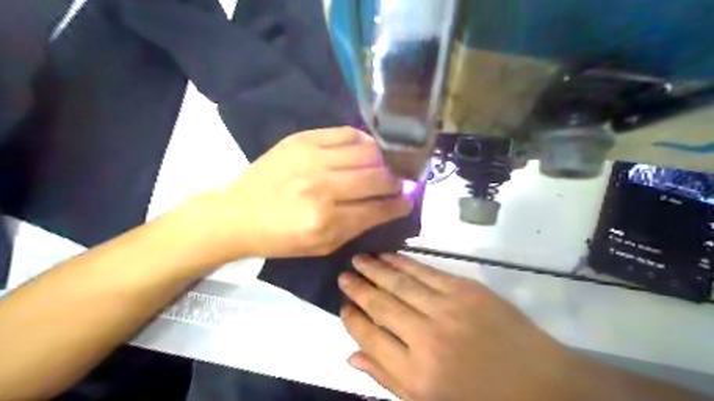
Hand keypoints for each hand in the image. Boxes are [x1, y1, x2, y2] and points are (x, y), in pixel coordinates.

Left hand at [199, 127, 413, 261]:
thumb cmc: (282, 238)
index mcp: (326, 222)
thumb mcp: (323, 246)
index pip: (378, 208)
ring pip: (367, 152)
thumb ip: (359, 226)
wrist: (238, 214)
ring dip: (383, 160)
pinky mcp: (302, 140)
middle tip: (399, 183)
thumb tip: (390, 206)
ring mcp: (311, 159)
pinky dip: (363, 141)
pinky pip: (346, 133)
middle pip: (377, 177)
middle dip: (396, 181)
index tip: (409, 200)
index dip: (400, 204)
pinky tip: (366, 149)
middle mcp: (322, 188)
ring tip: (385, 166)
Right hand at [339, 254, 572, 399]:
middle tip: (343, 274)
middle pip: (381, 305)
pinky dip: (404, 262)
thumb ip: (387, 378)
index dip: (351, 318)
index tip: (342, 304)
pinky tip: (388, 256)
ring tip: (358, 259)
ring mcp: (447, 309)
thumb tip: (351, 356)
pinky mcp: (465, 290)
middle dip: (358, 288)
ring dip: (376, 269)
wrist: (540, 383)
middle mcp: (426, 337)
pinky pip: (425, 272)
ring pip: (400, 283)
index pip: (369, 336)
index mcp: (415, 373)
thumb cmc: (480, 399)